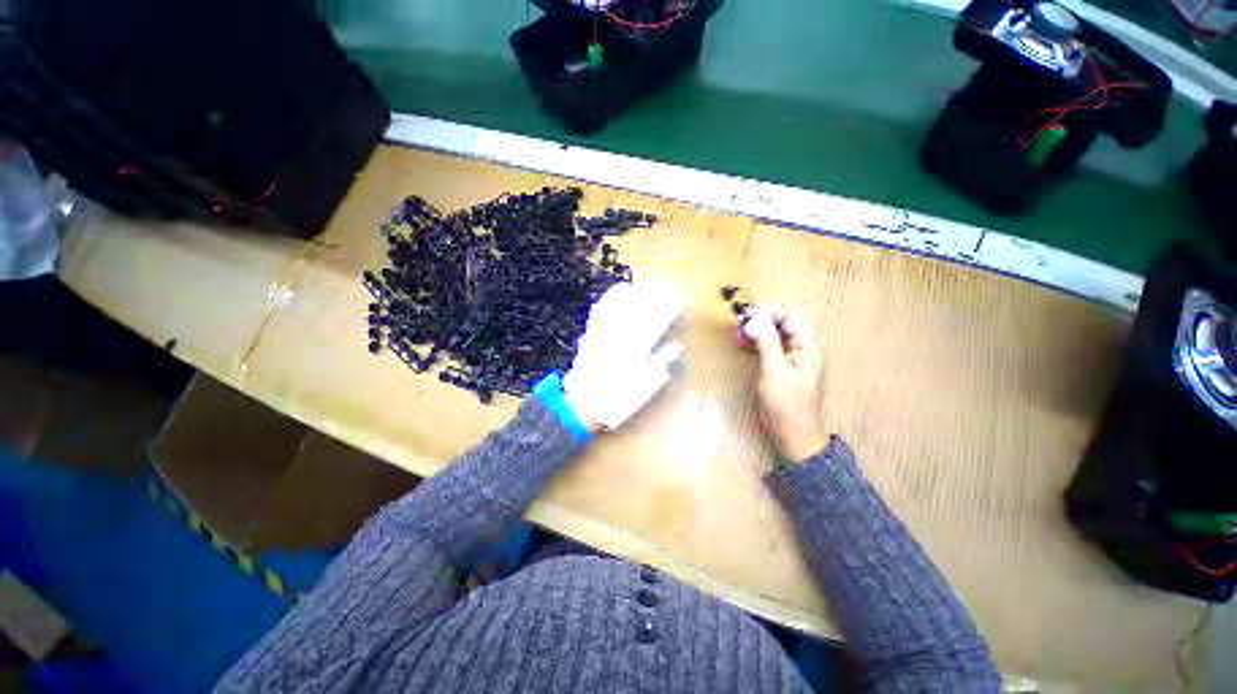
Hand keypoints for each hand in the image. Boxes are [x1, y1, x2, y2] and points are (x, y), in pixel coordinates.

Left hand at [563, 280, 684, 431]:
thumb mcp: (645, 386)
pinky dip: (609, 299)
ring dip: (629, 292)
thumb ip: (660, 362)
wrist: (584, 404)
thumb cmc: (618, 399)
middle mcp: (620, 335)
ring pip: (617, 304)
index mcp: (637, 348)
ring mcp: (603, 332)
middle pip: (637, 306)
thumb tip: (676, 345)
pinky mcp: (590, 334)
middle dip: (650, 293)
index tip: (678, 300)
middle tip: (659, 288)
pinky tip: (614, 296)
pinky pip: (599, 311)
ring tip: (638, 287)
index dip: (669, 308)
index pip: (658, 321)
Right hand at [744, 306, 827, 463]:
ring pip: (775, 338)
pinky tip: (744, 345)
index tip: (748, 314)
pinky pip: (770, 351)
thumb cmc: (786, 405)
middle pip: (783, 326)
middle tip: (739, 323)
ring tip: (738, 332)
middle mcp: (802, 352)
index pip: (791, 318)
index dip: (770, 313)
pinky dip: (757, 345)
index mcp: (807, 349)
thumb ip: (766, 343)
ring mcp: (792, 363)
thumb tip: (755, 319)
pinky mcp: (782, 372)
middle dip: (761, 321)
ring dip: (757, 333)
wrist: (793, 437)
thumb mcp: (774, 371)